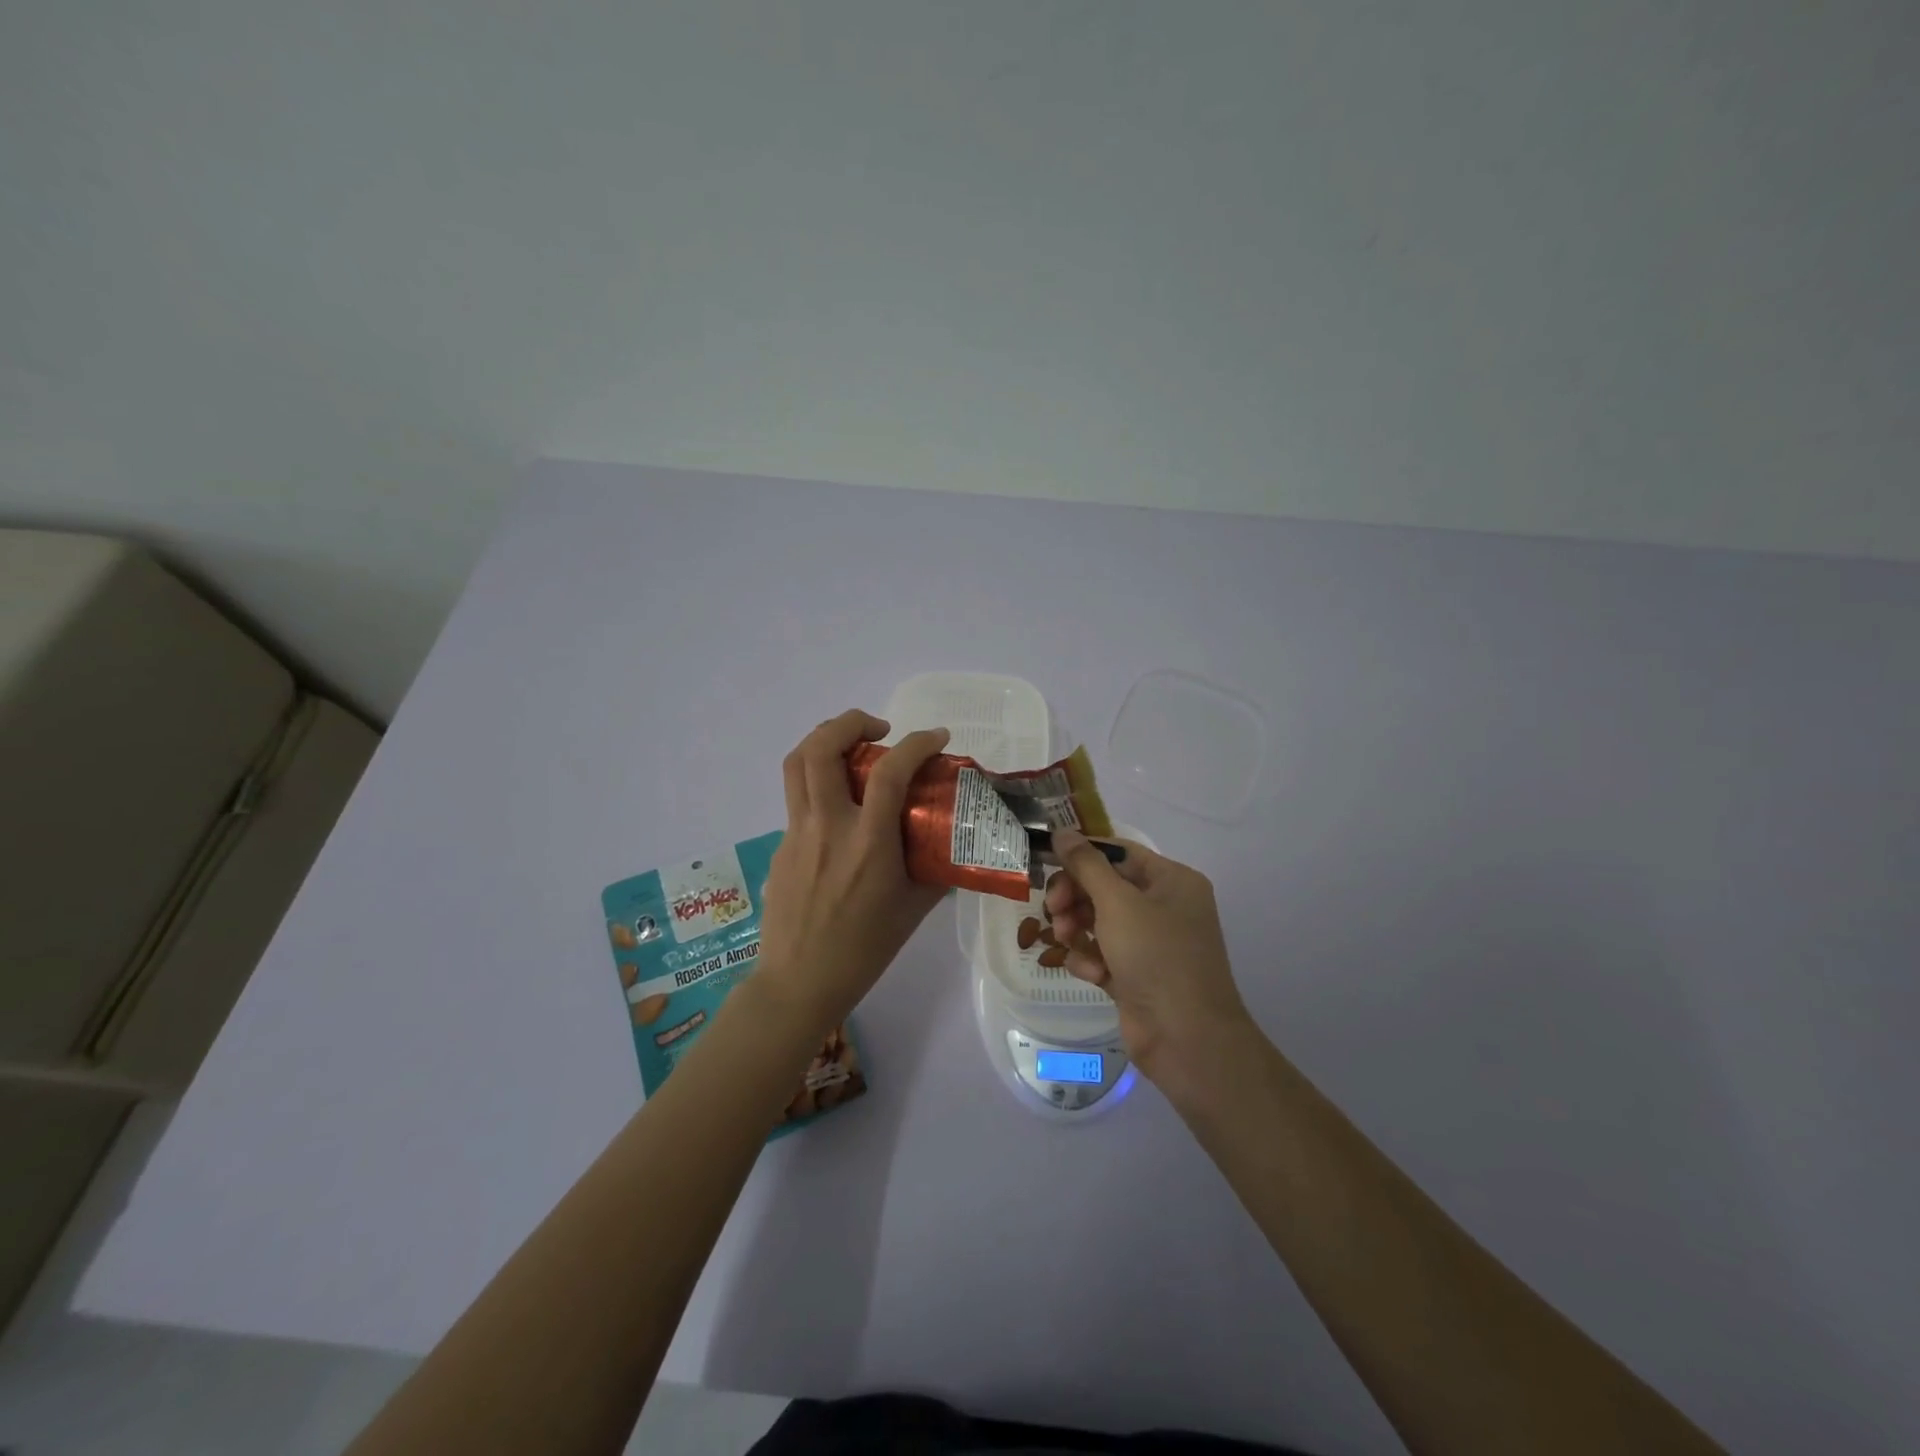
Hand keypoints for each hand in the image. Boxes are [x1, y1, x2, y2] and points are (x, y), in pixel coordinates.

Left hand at [754, 710, 950, 1033]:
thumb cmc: (864, 950)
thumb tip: (953, 842)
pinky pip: (798, 797)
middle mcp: (828, 827)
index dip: (917, 743)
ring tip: (853, 748)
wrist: (799, 983)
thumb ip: (935, 868)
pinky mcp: (781, 845)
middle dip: (851, 722)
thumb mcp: (914, 909)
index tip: (938, 738)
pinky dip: (820, 781)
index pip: (890, 772)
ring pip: (797, 763)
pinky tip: (841, 809)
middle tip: (880, 729)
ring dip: (825, 740)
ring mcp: (797, 833)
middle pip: (822, 748)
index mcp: (868, 843)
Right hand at [1044, 831, 1254, 1097]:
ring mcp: (1151, 943)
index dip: (1082, 855)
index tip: (1046, 862)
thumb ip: (1086, 865)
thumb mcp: (1117, 902)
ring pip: (1098, 920)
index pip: (1118, 853)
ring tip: (1066, 941)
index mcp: (1172, 880)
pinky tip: (1092, 974)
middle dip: (1075, 897)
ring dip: (1077, 928)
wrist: (1186, 1038)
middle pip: (1104, 886)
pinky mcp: (1136, 974)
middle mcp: (1164, 906)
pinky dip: (1091, 959)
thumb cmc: (1156, 956)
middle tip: (1053, 909)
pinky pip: (1103, 952)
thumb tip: (1062, 831)